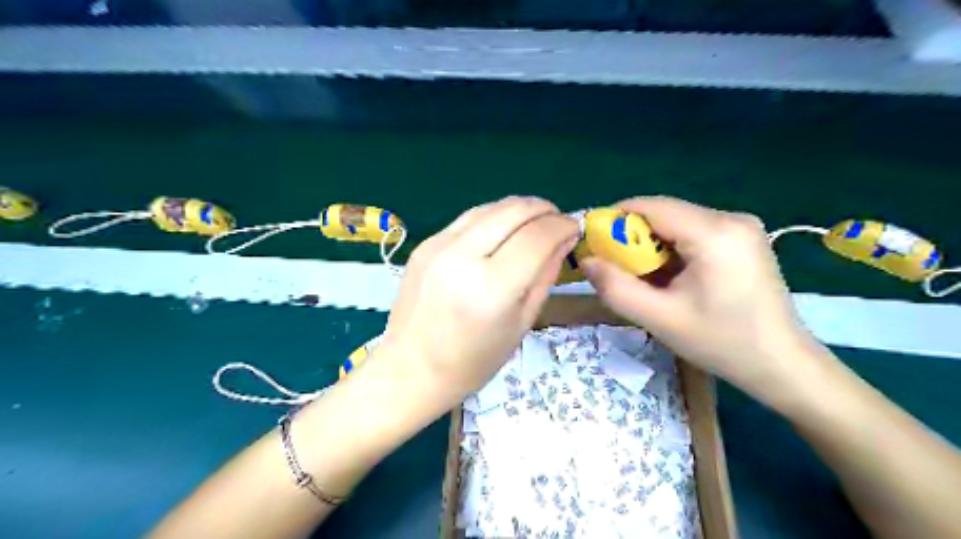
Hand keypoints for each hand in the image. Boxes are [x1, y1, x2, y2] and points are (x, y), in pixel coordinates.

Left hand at [380, 197, 576, 403]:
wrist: (411, 369)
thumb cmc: (473, 362)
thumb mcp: (521, 324)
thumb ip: (544, 277)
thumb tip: (563, 240)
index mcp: (491, 288)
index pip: (537, 237)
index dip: (562, 226)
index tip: (574, 228)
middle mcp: (463, 258)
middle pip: (513, 211)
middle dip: (544, 209)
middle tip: (557, 220)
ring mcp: (438, 246)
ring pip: (490, 208)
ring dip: (519, 208)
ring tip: (534, 221)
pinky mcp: (425, 244)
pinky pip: (468, 218)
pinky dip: (494, 217)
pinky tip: (503, 230)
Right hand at [582, 198, 829, 404]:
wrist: (782, 364)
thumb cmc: (722, 343)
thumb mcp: (660, 318)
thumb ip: (615, 288)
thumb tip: (586, 261)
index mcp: (714, 233)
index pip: (651, 206)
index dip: (615, 219)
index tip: (594, 243)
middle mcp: (731, 218)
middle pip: (664, 213)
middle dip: (633, 236)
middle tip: (618, 269)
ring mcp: (741, 227)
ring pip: (677, 223)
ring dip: (652, 245)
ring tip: (645, 278)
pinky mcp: (743, 238)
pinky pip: (694, 232)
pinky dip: (672, 249)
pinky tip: (672, 277)